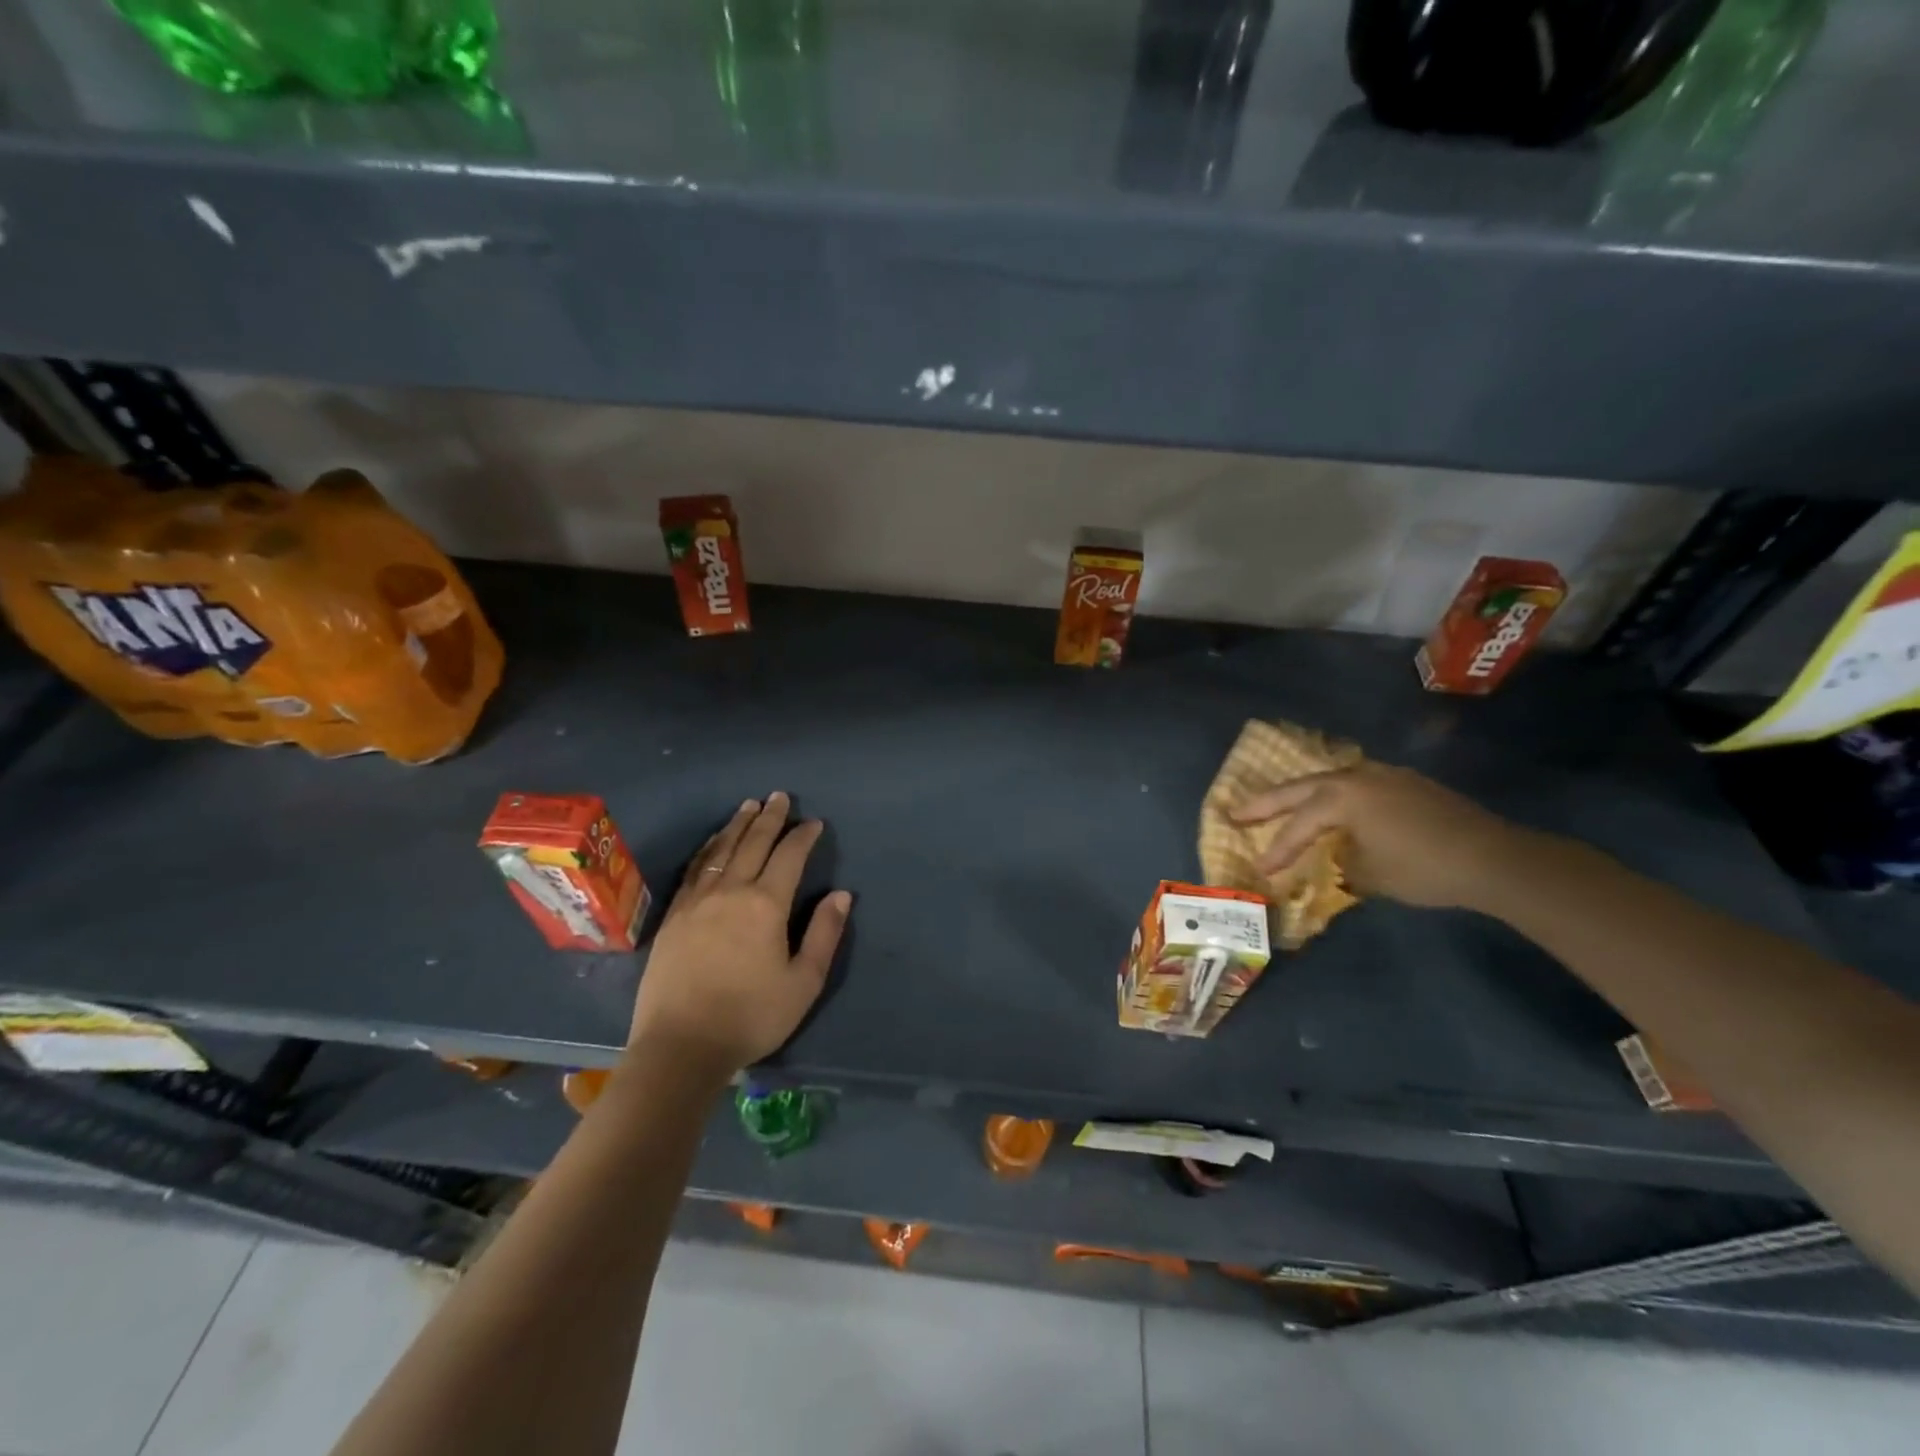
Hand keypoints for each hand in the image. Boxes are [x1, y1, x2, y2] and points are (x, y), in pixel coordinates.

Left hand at [627, 793, 850, 1078]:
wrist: (681, 1046)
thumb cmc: (751, 1016)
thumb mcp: (803, 982)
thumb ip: (824, 934)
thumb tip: (842, 894)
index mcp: (766, 904)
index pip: (789, 857)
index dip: (803, 836)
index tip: (814, 823)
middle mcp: (731, 891)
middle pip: (753, 843)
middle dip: (770, 818)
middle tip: (779, 796)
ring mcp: (697, 901)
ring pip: (720, 850)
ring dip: (737, 825)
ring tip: (748, 806)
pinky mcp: (674, 916)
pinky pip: (695, 869)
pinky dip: (708, 848)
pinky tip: (713, 843)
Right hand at [1231, 761, 1520, 909]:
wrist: (1494, 858)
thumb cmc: (1422, 868)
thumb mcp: (1370, 874)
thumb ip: (1342, 862)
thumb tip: (1338, 858)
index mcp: (1341, 797)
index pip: (1297, 826)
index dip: (1275, 850)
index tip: (1258, 869)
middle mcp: (1356, 777)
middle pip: (1300, 789)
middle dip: (1266, 803)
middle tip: (1235, 812)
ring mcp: (1384, 775)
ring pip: (1329, 781)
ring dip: (1302, 794)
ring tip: (1279, 805)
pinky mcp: (1407, 783)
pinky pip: (1356, 786)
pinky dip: (1335, 797)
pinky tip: (1335, 808)